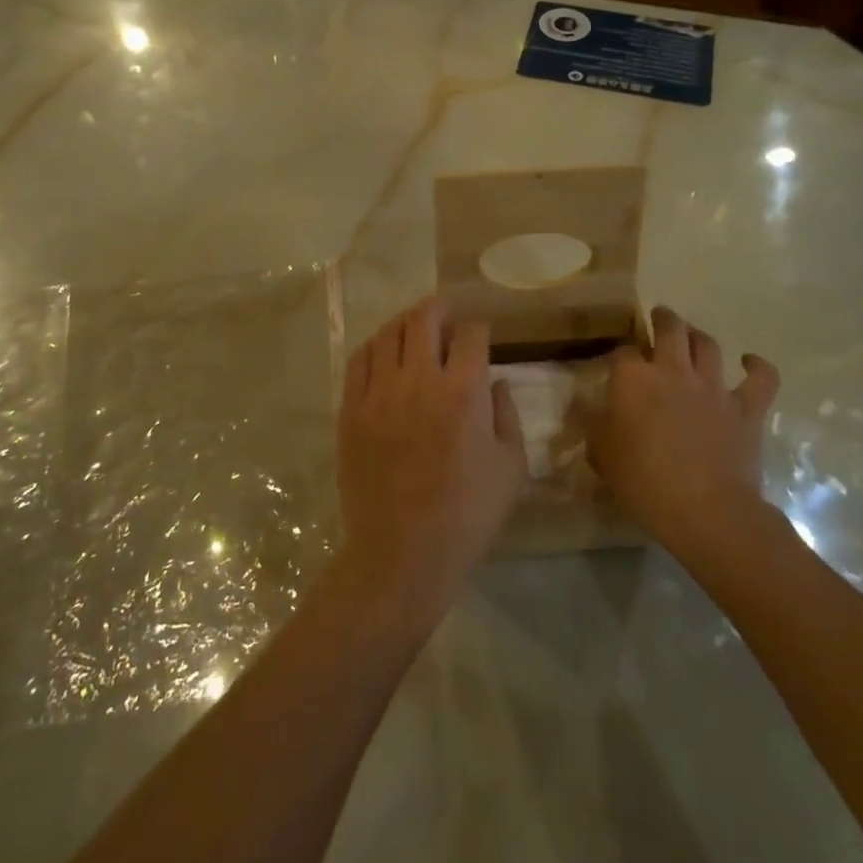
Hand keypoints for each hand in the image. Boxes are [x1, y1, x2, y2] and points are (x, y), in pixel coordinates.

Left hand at [331, 299, 527, 630]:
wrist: (402, 553)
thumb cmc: (467, 515)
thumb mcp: (512, 468)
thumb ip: (507, 415)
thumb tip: (495, 383)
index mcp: (464, 391)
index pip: (471, 333)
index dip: (478, 329)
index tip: (479, 338)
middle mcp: (420, 379)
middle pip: (424, 318)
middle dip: (439, 309)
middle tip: (445, 316)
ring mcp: (379, 392)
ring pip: (388, 332)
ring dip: (405, 324)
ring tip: (413, 331)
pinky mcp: (351, 409)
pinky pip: (359, 360)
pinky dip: (374, 347)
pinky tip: (382, 354)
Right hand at [584, 305, 781, 556]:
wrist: (707, 510)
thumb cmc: (645, 483)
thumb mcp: (603, 457)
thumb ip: (596, 428)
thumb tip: (591, 413)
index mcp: (633, 379)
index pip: (622, 351)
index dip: (621, 355)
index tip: (619, 364)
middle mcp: (672, 371)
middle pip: (669, 328)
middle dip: (663, 318)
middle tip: (660, 318)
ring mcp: (713, 386)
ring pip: (707, 344)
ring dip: (698, 336)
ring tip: (692, 336)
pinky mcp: (746, 408)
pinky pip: (760, 379)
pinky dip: (757, 367)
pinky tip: (750, 362)